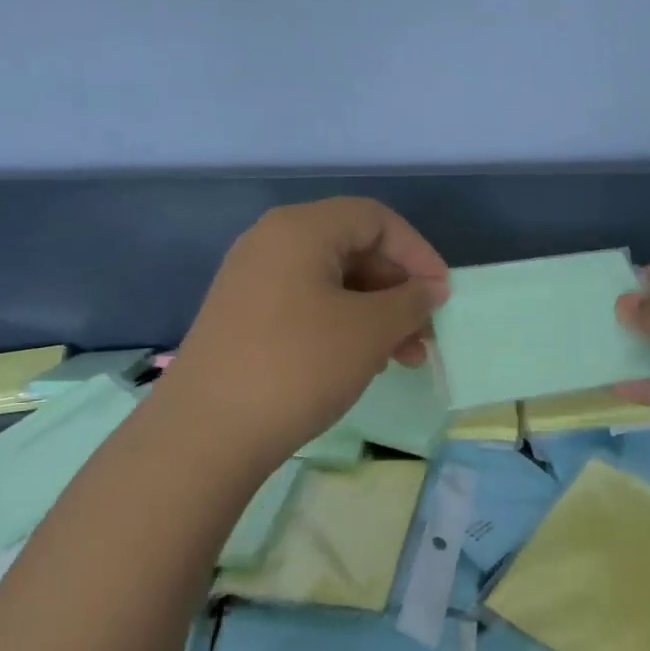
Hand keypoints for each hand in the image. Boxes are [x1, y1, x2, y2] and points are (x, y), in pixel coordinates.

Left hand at [167, 198, 449, 459]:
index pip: (375, 219)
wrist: (208, 431)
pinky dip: (342, 327)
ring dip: (375, 315)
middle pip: (353, 249)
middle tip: (424, 335)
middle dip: (397, 291)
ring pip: (331, 284)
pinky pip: (306, 307)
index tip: (441, 296)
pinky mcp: (243, 318)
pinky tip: (362, 364)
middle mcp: (271, 243)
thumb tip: (430, 289)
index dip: (417, 253)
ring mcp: (251, 281)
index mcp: (300, 229)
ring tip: (403, 359)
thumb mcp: (369, 331)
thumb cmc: (299, 366)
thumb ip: (410, 301)